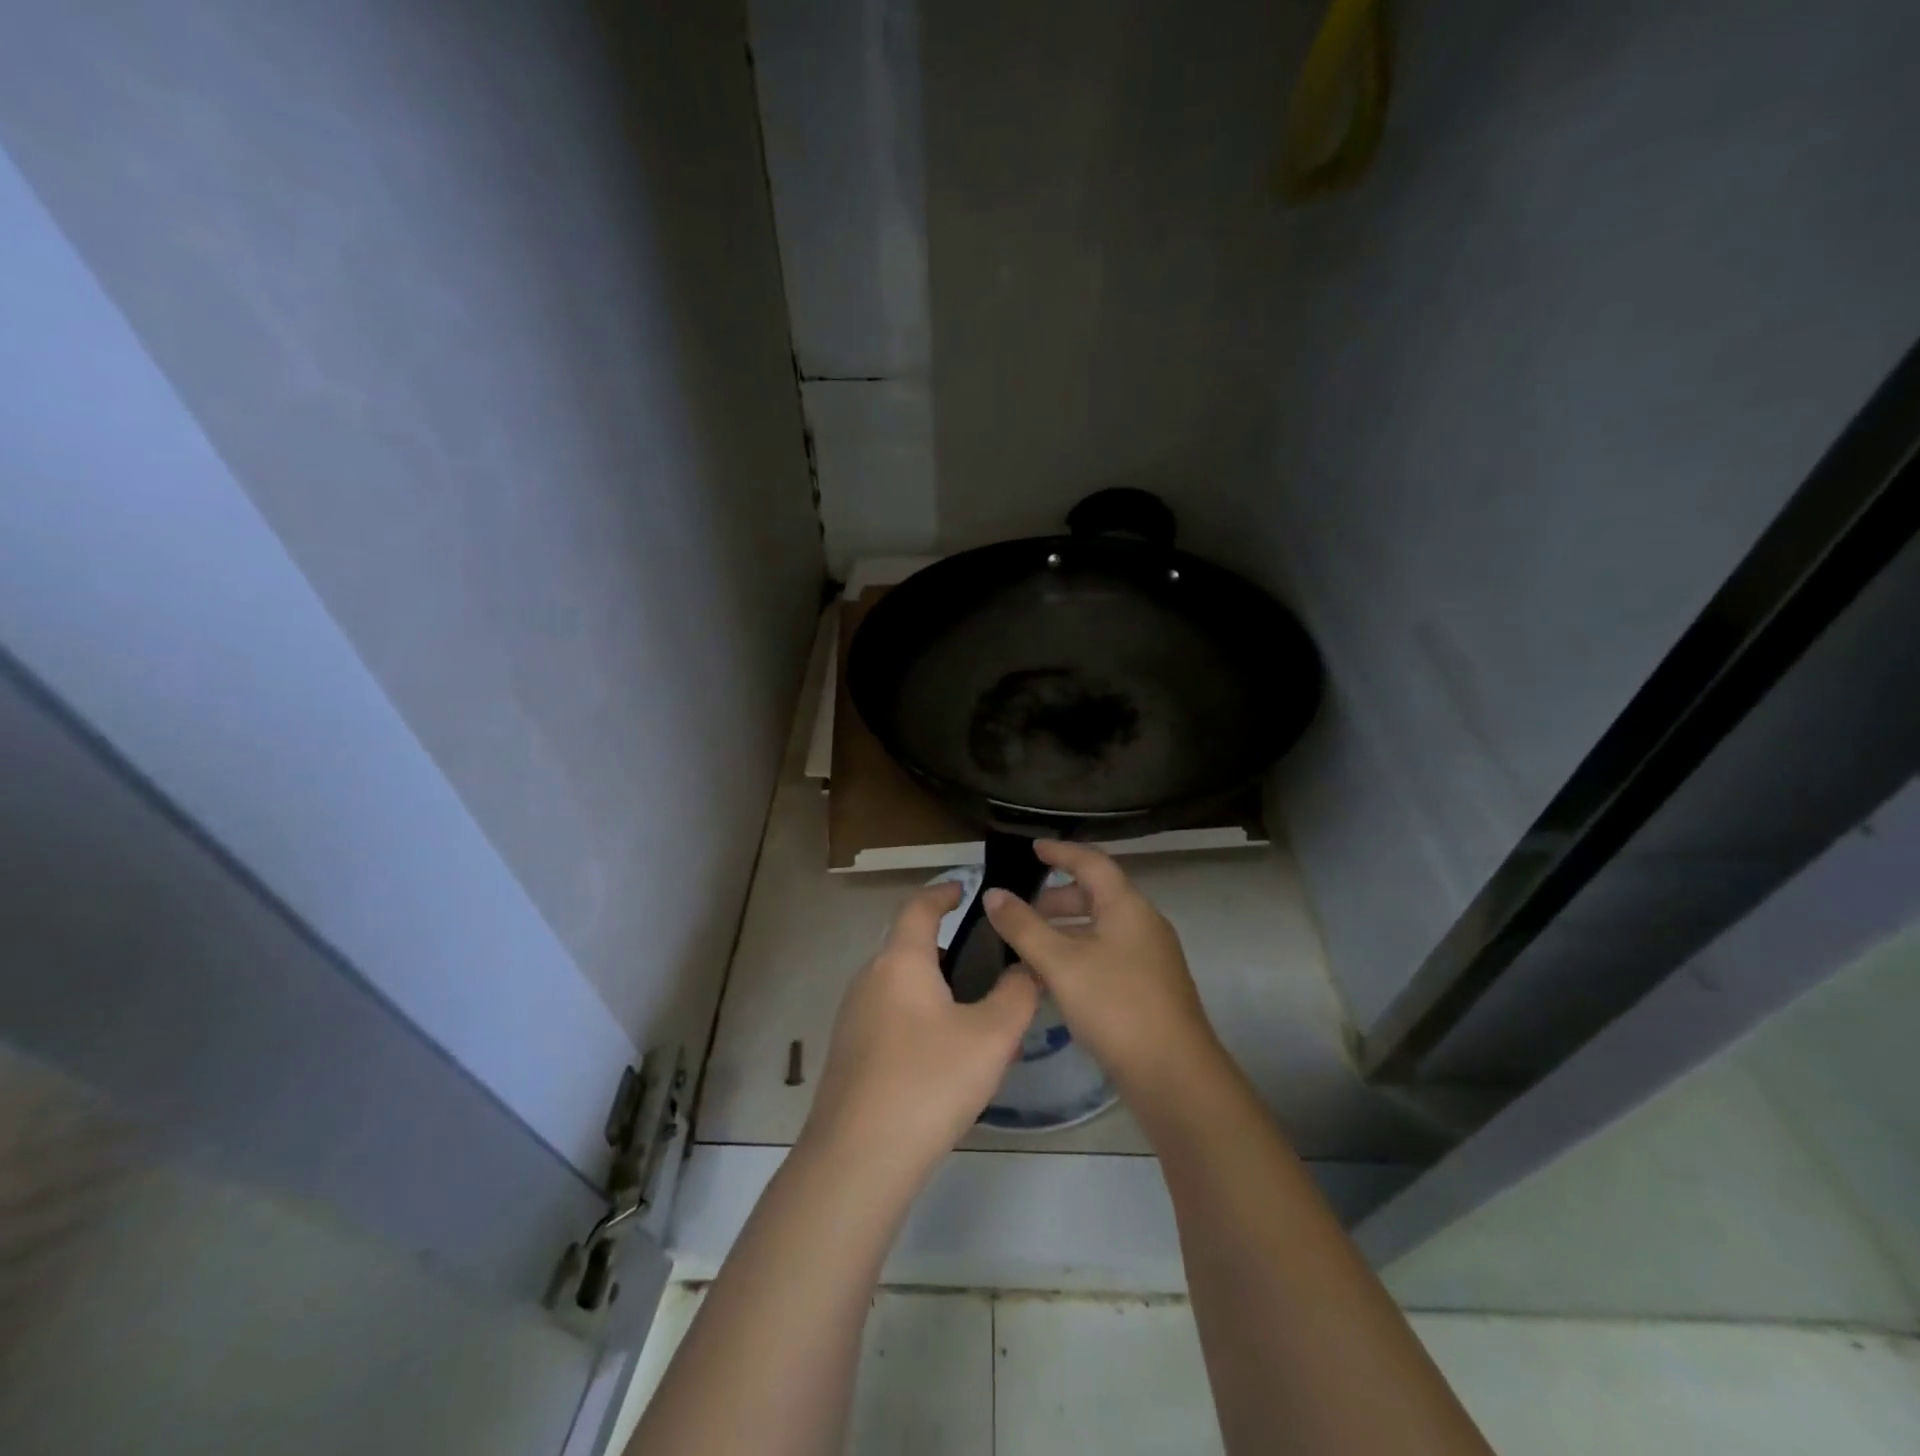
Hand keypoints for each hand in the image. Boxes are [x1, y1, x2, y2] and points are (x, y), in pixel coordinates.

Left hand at [802, 882, 1038, 1183]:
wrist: (859, 1158)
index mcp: (900, 961)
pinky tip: (945, 1054)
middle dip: (945, 946)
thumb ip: (1017, 995)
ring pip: (900, 985)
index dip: (942, 892)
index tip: (964, 887)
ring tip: (975, 1013)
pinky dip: (919, 1016)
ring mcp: (853, 1016)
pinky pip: (890, 1016)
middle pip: (907, 945)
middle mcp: (869, 978)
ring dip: (935, 986)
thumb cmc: (929, 1081)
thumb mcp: (991, 1037)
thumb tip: (1027, 969)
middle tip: (986, 961)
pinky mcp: (849, 1052)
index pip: (918, 907)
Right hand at [984, 841, 1218, 1097]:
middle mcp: (1143, 923)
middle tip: (1022, 910)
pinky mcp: (1150, 987)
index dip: (1061, 852)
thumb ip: (1023, 927)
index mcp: (1127, 906)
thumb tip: (993, 893)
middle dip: (1057, 899)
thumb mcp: (1061, 963)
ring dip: (1064, 932)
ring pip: (1100, 929)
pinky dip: (1078, 956)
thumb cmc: (1116, 1006)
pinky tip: (1054, 982)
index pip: (1091, 862)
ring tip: (1028, 949)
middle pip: (1096, 896)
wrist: (1175, 1076)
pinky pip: (1107, 955)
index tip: (1033, 848)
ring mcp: (1150, 957)